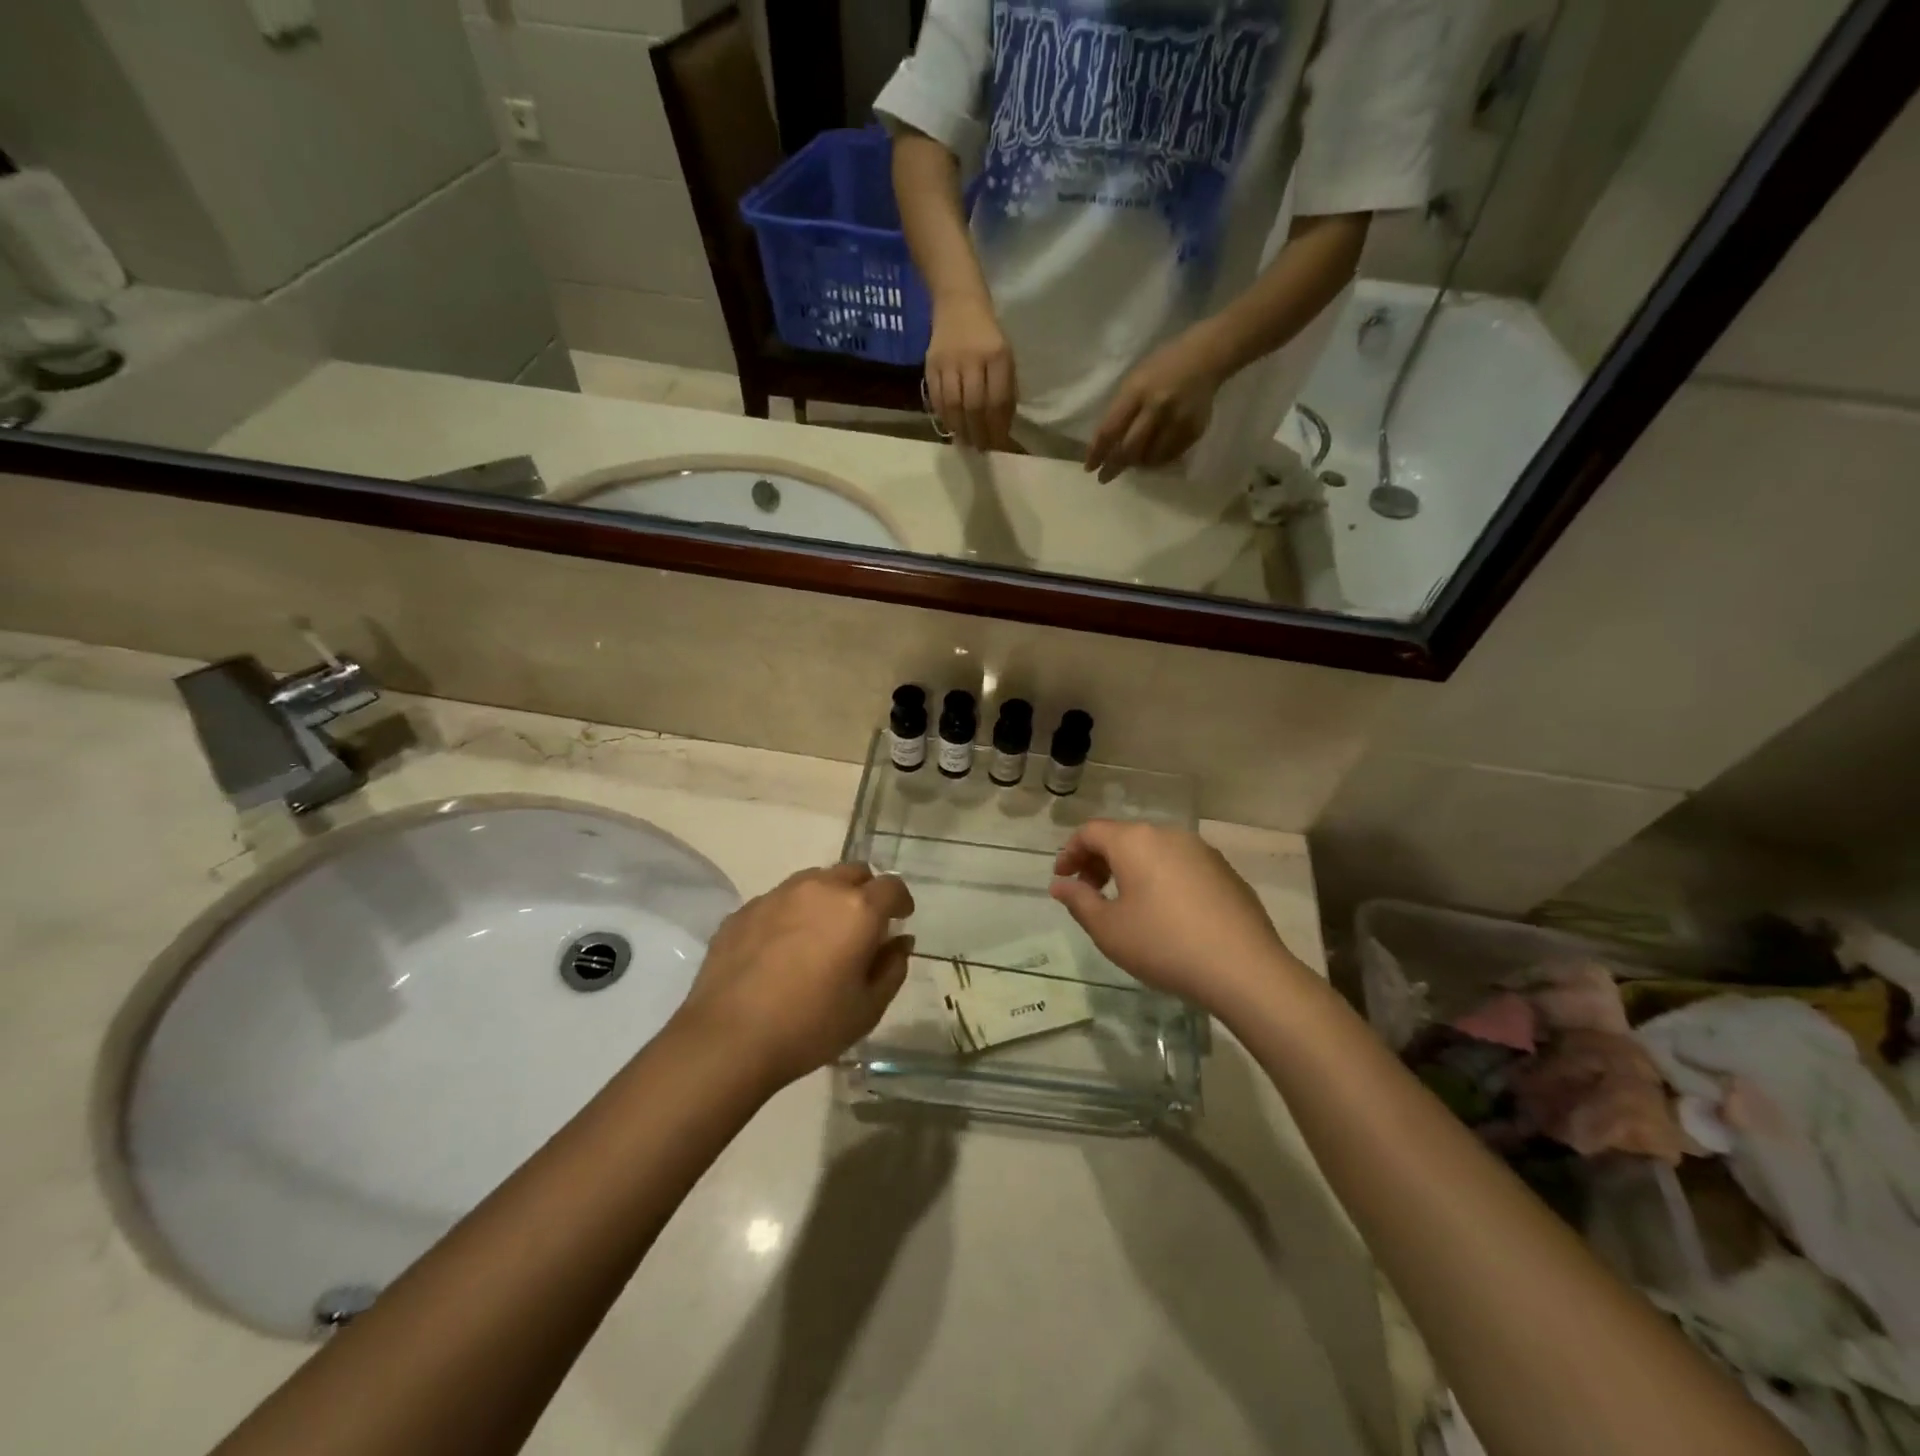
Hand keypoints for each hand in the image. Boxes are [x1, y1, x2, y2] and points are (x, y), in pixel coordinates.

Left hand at [675, 863, 913, 1087]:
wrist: (728, 1039)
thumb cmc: (810, 1026)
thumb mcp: (868, 1008)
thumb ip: (892, 968)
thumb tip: (899, 942)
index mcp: (857, 909)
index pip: (892, 886)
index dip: (900, 901)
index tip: (899, 920)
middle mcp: (820, 889)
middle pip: (853, 872)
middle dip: (865, 891)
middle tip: (862, 926)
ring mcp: (777, 895)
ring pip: (815, 881)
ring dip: (828, 897)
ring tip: (821, 933)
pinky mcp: (744, 910)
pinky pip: (779, 900)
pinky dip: (792, 914)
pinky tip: (782, 948)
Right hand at [925, 295, 1015, 450]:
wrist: (958, 303)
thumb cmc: (987, 336)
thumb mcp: (1006, 358)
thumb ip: (1005, 390)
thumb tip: (1002, 427)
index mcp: (997, 355)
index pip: (997, 401)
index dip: (997, 428)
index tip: (998, 445)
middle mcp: (972, 358)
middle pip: (974, 406)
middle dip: (979, 433)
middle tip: (981, 449)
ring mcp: (948, 362)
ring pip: (953, 405)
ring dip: (960, 429)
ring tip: (966, 442)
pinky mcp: (930, 365)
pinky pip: (937, 398)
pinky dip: (944, 417)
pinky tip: (951, 426)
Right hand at [1049, 821, 1300, 1011]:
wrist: (1244, 969)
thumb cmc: (1163, 945)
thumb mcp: (1108, 929)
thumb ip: (1078, 901)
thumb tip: (1059, 885)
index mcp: (1135, 841)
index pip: (1091, 832)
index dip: (1070, 852)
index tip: (1062, 879)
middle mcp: (1168, 835)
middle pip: (1123, 837)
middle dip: (1099, 861)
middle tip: (1089, 893)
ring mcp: (1201, 851)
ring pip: (1153, 850)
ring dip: (1131, 869)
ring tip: (1125, 904)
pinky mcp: (1225, 871)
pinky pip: (1180, 865)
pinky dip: (1161, 878)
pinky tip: (1165, 913)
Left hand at [1083, 327, 1225, 481]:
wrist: (1206, 356)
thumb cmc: (1163, 366)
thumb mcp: (1134, 380)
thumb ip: (1121, 410)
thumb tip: (1107, 445)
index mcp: (1137, 391)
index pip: (1110, 430)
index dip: (1097, 452)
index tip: (1089, 467)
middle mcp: (1157, 407)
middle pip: (1130, 449)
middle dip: (1114, 467)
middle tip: (1105, 477)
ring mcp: (1177, 420)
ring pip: (1150, 458)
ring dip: (1136, 464)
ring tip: (1131, 463)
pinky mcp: (1193, 430)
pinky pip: (1169, 456)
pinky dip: (1156, 460)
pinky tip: (1151, 457)